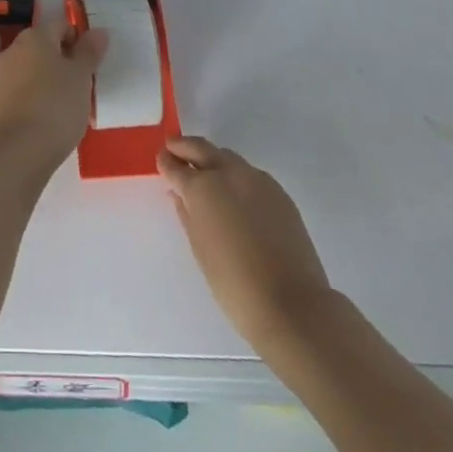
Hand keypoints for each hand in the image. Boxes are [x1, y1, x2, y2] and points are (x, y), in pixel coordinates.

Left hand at [0, 14, 107, 180]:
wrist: (19, 151)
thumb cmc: (56, 106)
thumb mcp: (82, 77)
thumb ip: (89, 52)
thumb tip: (98, 31)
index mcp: (35, 36)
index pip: (60, 25)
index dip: (78, 39)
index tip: (90, 63)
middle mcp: (14, 49)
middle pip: (42, 45)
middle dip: (61, 59)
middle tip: (80, 83)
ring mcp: (0, 74)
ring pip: (29, 67)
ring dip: (45, 77)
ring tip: (64, 103)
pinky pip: (19, 88)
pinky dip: (32, 95)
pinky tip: (44, 116)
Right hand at [159, 136, 332, 352]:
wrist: (291, 304)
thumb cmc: (234, 284)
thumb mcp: (200, 249)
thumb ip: (187, 214)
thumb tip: (178, 194)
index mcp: (201, 187)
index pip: (175, 165)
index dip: (165, 162)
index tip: (161, 160)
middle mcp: (227, 173)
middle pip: (200, 147)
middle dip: (184, 146)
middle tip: (174, 148)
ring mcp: (255, 179)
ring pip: (227, 157)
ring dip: (212, 158)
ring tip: (206, 172)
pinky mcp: (278, 191)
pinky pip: (250, 174)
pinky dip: (236, 176)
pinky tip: (236, 195)